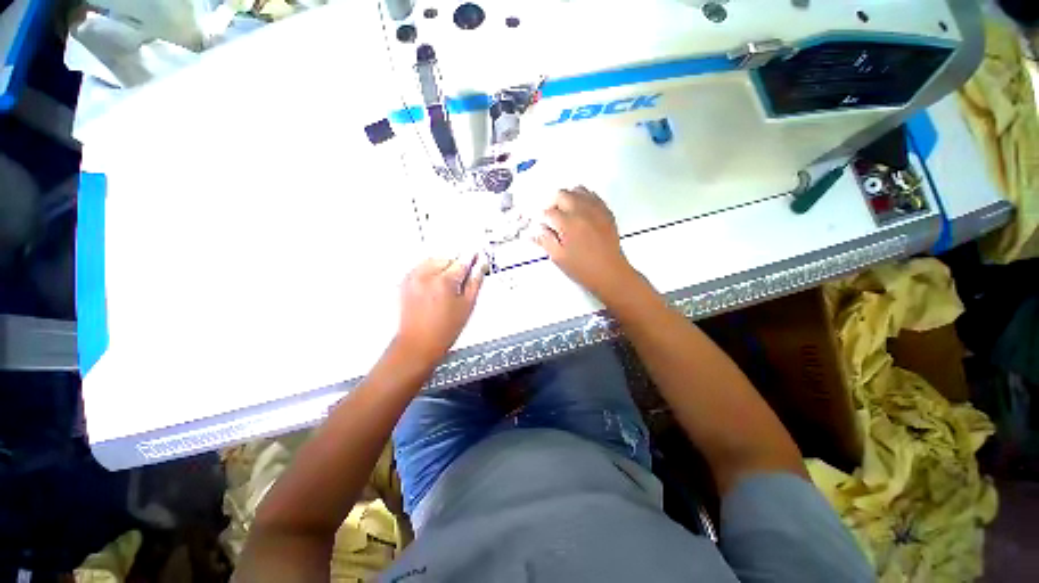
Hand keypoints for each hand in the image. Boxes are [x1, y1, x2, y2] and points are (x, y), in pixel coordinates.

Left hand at [394, 255, 485, 364]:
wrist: (419, 343)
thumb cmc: (445, 329)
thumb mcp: (467, 306)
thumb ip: (475, 282)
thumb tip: (481, 265)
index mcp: (445, 281)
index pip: (463, 260)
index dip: (472, 257)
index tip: (477, 255)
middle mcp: (426, 275)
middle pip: (448, 258)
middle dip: (457, 264)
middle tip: (463, 277)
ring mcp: (414, 277)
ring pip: (434, 259)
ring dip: (444, 265)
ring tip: (449, 282)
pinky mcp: (406, 281)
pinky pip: (422, 266)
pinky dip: (431, 270)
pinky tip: (436, 284)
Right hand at [534, 187, 639, 302]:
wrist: (610, 273)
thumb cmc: (583, 268)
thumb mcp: (559, 258)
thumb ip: (545, 241)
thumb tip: (536, 232)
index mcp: (568, 223)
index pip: (548, 212)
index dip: (542, 219)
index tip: (543, 227)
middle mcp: (582, 211)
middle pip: (562, 195)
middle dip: (553, 204)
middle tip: (552, 218)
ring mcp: (596, 210)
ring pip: (579, 190)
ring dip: (569, 197)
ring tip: (566, 212)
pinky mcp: (606, 213)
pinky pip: (594, 196)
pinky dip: (585, 199)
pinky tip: (582, 211)